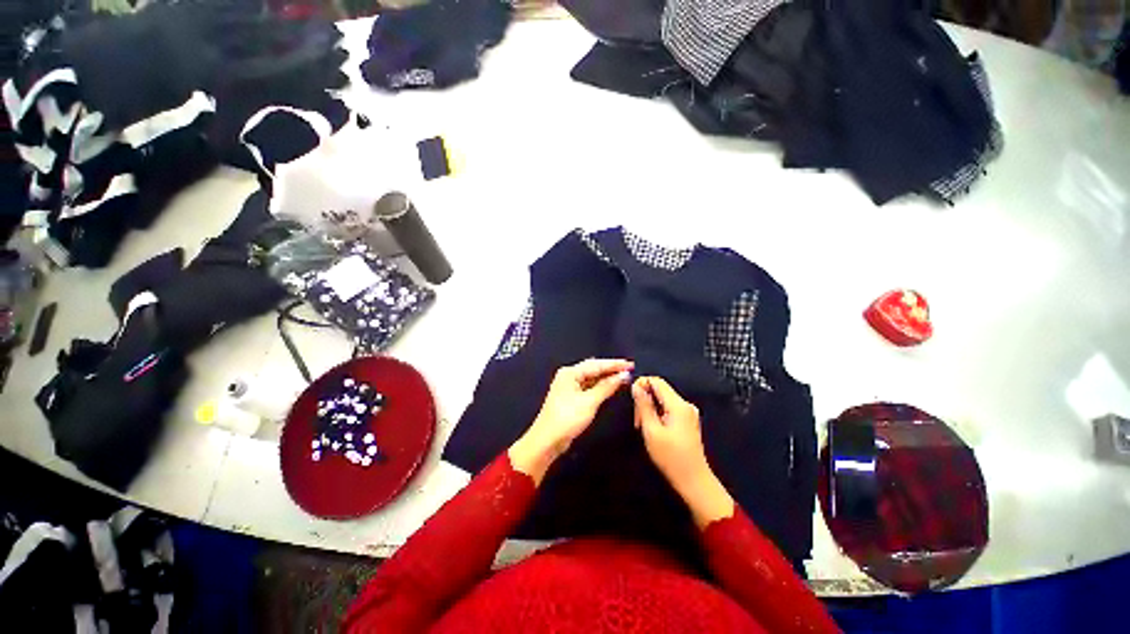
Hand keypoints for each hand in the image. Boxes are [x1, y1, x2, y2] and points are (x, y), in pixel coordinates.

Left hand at [509, 359, 632, 481]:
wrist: (547, 440)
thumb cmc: (567, 418)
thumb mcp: (589, 401)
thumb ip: (607, 387)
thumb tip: (623, 375)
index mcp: (570, 372)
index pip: (596, 364)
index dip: (614, 364)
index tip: (630, 364)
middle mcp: (569, 376)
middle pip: (593, 368)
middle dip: (611, 369)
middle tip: (629, 369)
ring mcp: (569, 386)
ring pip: (592, 377)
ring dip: (606, 377)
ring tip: (623, 376)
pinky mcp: (572, 397)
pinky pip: (589, 386)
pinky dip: (600, 386)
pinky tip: (611, 386)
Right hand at [632, 377, 733, 527]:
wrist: (693, 481)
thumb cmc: (671, 457)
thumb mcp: (651, 430)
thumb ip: (643, 405)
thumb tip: (636, 386)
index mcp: (678, 404)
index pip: (657, 380)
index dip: (641, 385)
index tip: (632, 401)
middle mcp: (685, 404)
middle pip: (659, 390)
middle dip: (645, 401)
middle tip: (638, 422)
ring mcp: (688, 413)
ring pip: (662, 399)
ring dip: (650, 409)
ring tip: (644, 428)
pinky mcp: (687, 421)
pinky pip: (668, 408)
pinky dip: (657, 415)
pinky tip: (654, 430)